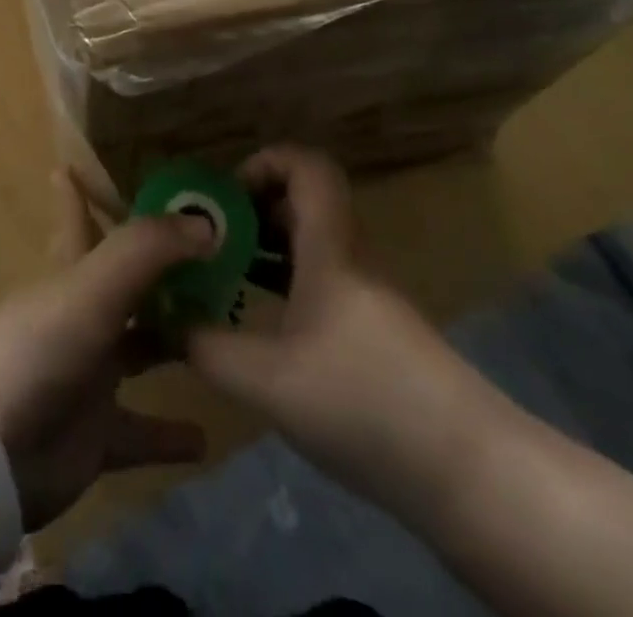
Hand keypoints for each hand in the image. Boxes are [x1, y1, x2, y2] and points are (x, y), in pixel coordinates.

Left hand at [0, 170, 212, 529]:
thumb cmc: (38, 349)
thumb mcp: (92, 286)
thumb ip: (147, 250)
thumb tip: (206, 224)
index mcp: (72, 276)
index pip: (77, 219)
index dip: (79, 192)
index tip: (79, 162)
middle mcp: (81, 318)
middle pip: (126, 285)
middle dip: (161, 271)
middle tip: (213, 256)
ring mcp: (88, 377)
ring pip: (139, 350)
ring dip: (175, 344)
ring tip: (225, 333)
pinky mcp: (94, 435)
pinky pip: (140, 432)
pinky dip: (170, 435)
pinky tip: (206, 439)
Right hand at [184, 146, 495, 502]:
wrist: (466, 469)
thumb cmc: (364, 402)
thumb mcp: (268, 382)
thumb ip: (209, 348)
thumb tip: (167, 324)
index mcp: (330, 248)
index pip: (308, 167)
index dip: (266, 162)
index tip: (225, 194)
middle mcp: (351, 258)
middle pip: (305, 202)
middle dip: (253, 209)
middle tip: (210, 238)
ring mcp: (367, 295)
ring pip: (313, 244)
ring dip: (268, 248)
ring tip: (224, 275)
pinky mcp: (376, 330)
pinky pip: (323, 280)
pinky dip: (288, 283)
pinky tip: (263, 322)